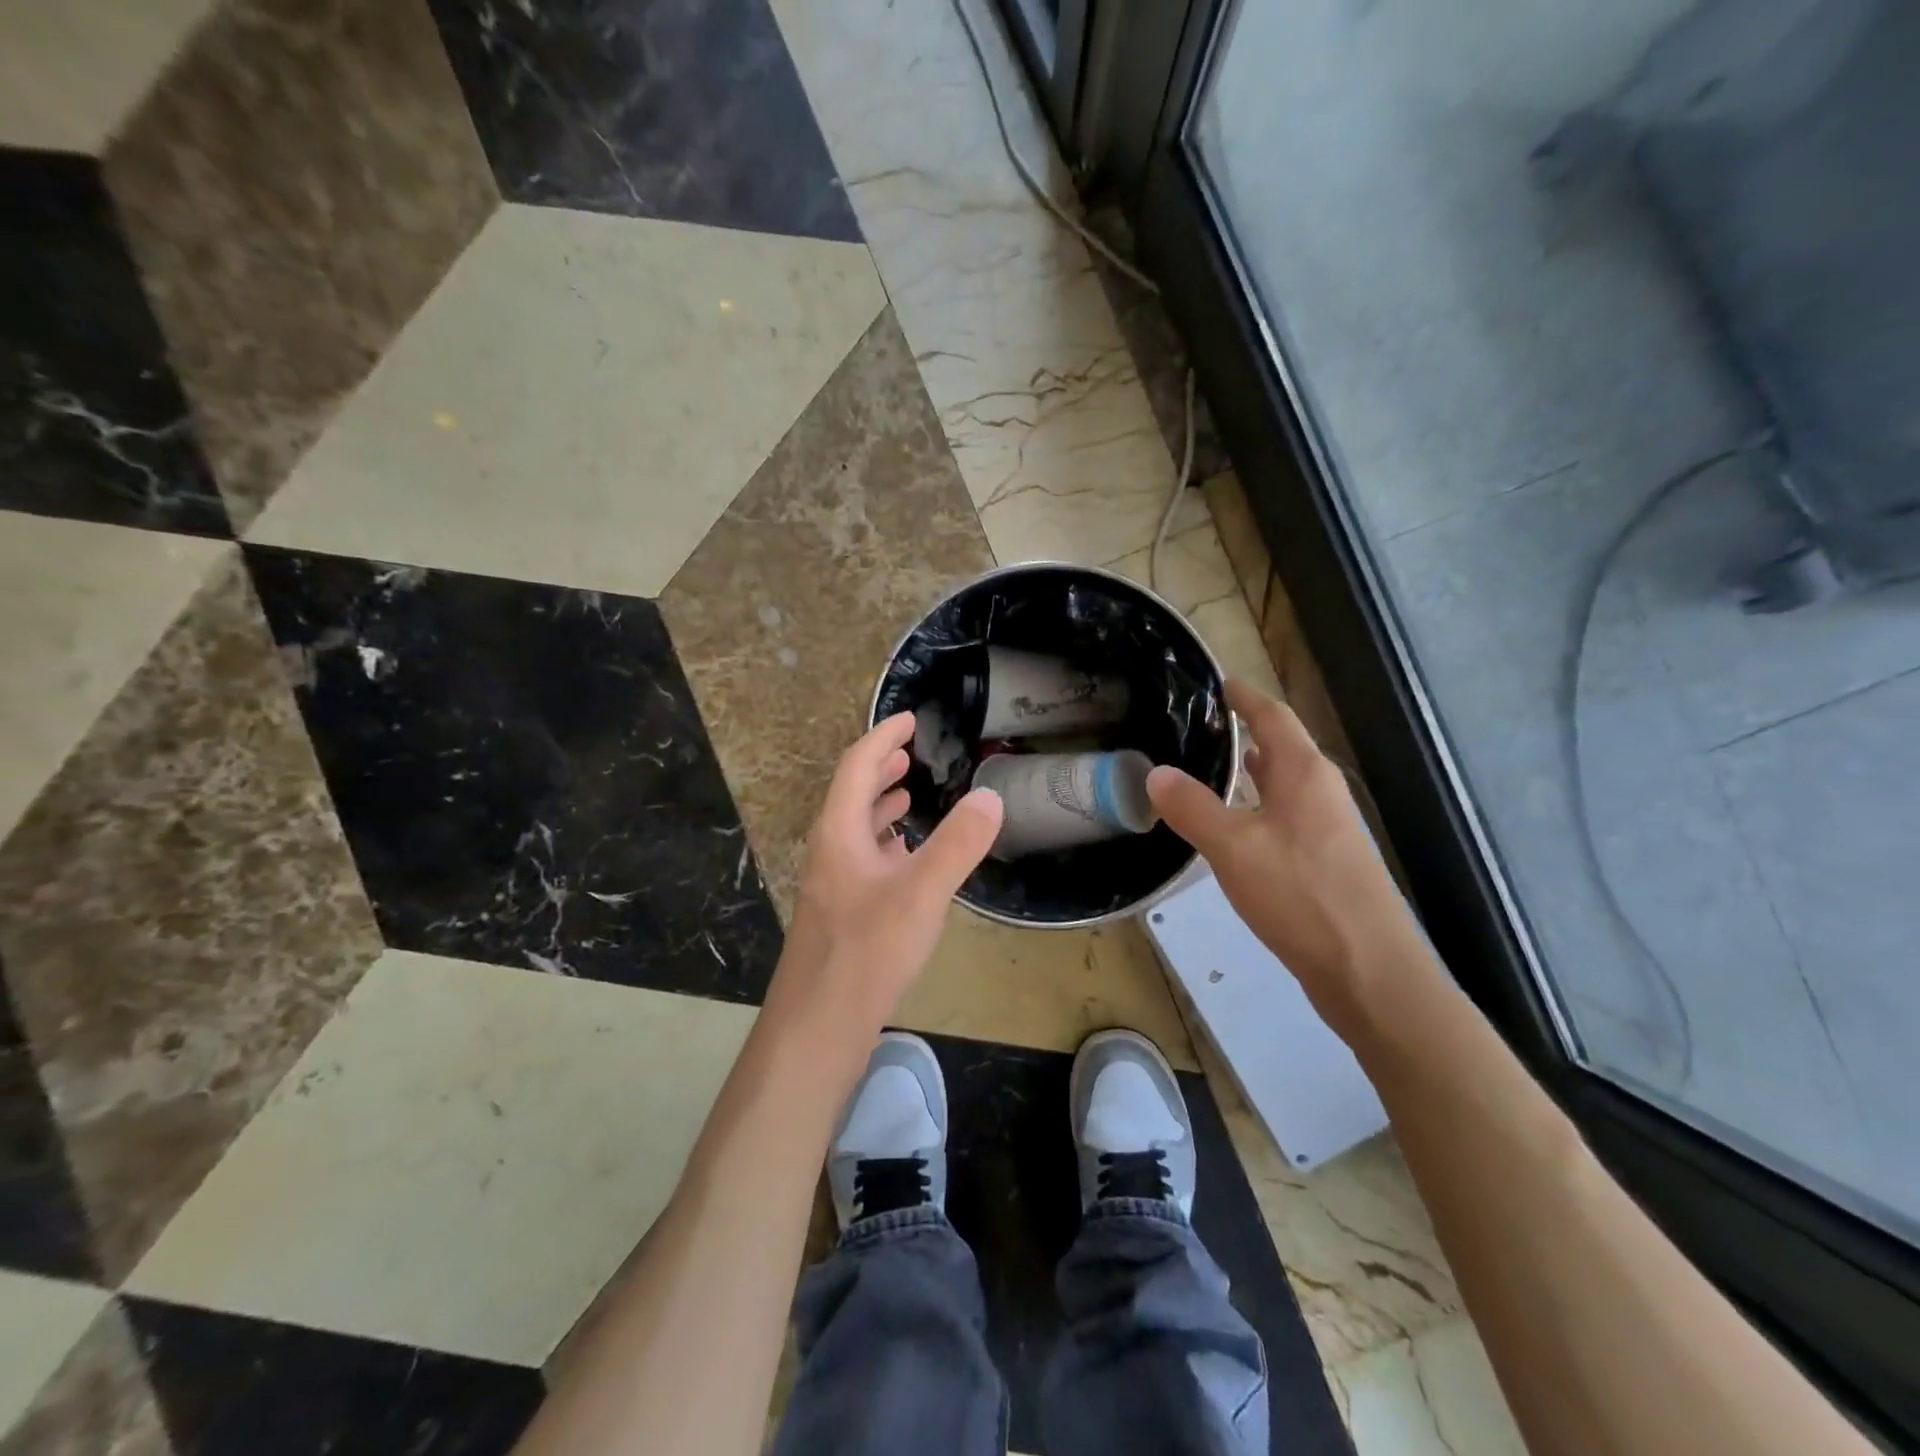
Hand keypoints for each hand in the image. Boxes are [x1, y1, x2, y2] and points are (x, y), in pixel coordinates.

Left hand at [771, 712, 1003, 1037]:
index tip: (909, 719)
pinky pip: (862, 859)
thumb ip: (957, 843)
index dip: (883, 737)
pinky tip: (905, 856)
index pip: (857, 766)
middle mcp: (829, 850)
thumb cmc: (867, 952)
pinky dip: (884, 843)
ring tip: (908, 793)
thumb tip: (990, 795)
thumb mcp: (921, 893)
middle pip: (851, 794)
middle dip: (880, 768)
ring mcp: (832, 883)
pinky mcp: (840, 912)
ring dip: (880, 804)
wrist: (818, 1026)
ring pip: (856, 828)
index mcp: (839, 832)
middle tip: (910, 753)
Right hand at [1147, 679, 1428, 1035]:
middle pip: (1284, 746)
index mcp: (1305, 773)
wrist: (1370, 972)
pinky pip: (1287, 816)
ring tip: (1215, 766)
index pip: (1274, 716)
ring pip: (1285, 784)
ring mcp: (1330, 828)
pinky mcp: (1329, 862)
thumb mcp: (1232, 847)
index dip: (1245, 696)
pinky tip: (1238, 827)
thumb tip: (1155, 773)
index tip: (1218, 682)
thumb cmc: (1302, 896)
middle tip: (1202, 726)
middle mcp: (1323, 791)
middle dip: (1247, 731)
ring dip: (1254, 771)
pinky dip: (1259, 806)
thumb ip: (1192, 807)